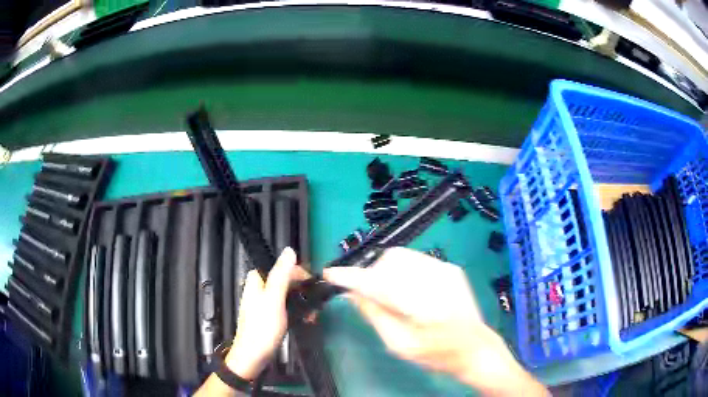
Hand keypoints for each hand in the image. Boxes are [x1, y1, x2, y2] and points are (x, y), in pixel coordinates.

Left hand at [225, 247, 307, 379]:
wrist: (253, 357)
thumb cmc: (262, 328)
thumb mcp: (273, 300)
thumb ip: (281, 275)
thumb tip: (289, 250)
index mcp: (257, 281)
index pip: (281, 267)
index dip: (299, 274)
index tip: (313, 285)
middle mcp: (260, 289)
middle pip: (286, 281)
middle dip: (302, 291)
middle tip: (316, 304)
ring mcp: (265, 303)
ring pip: (288, 295)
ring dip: (302, 302)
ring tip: (313, 315)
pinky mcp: (270, 316)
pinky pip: (287, 307)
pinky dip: (297, 312)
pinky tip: (307, 319)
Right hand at [323, 247, 546, 395]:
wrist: (475, 348)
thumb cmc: (437, 354)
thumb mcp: (400, 345)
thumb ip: (375, 316)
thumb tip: (354, 293)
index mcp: (422, 304)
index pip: (378, 282)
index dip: (351, 276)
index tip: (330, 274)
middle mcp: (435, 279)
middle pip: (390, 260)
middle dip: (372, 273)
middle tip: (369, 295)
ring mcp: (446, 269)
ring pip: (401, 256)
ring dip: (386, 270)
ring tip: (390, 294)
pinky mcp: (450, 268)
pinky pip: (416, 260)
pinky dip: (402, 270)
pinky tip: (408, 290)